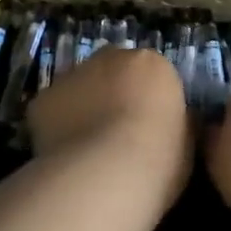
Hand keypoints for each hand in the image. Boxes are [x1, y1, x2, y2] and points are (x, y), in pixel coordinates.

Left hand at [27, 47, 193, 205]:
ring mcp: (73, 75)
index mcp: (152, 64)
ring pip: (79, 88)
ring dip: (83, 108)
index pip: (150, 74)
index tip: (147, 128)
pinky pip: (52, 111)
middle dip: (113, 94)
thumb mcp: (187, 141)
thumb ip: (178, 122)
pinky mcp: (43, 99)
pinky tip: (63, 156)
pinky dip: (56, 127)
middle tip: (116, 134)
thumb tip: (172, 122)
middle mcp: (110, 58)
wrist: (108, 173)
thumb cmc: (160, 159)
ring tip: (87, 150)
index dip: (147, 101)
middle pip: (112, 72)